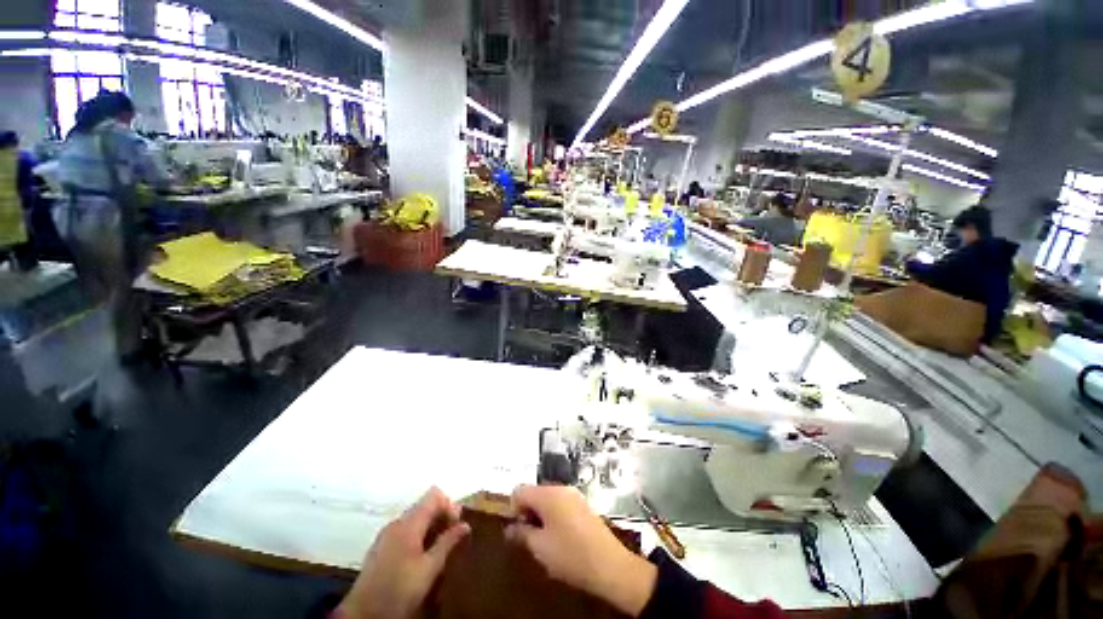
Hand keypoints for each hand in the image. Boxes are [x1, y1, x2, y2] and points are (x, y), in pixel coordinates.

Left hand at [336, 487, 470, 618]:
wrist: (362, 615)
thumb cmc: (399, 590)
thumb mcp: (429, 569)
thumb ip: (447, 543)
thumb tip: (465, 524)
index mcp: (408, 523)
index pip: (434, 495)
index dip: (449, 505)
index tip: (457, 524)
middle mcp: (396, 523)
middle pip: (424, 506)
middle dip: (441, 516)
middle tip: (453, 536)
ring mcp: (385, 535)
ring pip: (415, 519)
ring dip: (430, 527)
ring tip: (440, 548)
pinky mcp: (380, 548)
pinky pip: (405, 530)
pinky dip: (418, 536)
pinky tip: (422, 556)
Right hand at [506, 485, 656, 616]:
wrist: (609, 565)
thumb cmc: (570, 555)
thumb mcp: (540, 548)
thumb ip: (521, 533)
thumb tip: (510, 527)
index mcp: (548, 494)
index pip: (520, 490)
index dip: (513, 509)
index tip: (518, 530)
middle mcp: (561, 488)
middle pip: (535, 492)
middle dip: (528, 512)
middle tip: (530, 538)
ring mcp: (574, 495)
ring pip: (548, 499)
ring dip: (541, 515)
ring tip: (545, 541)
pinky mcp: (583, 505)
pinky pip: (561, 504)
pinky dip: (554, 516)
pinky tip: (561, 538)